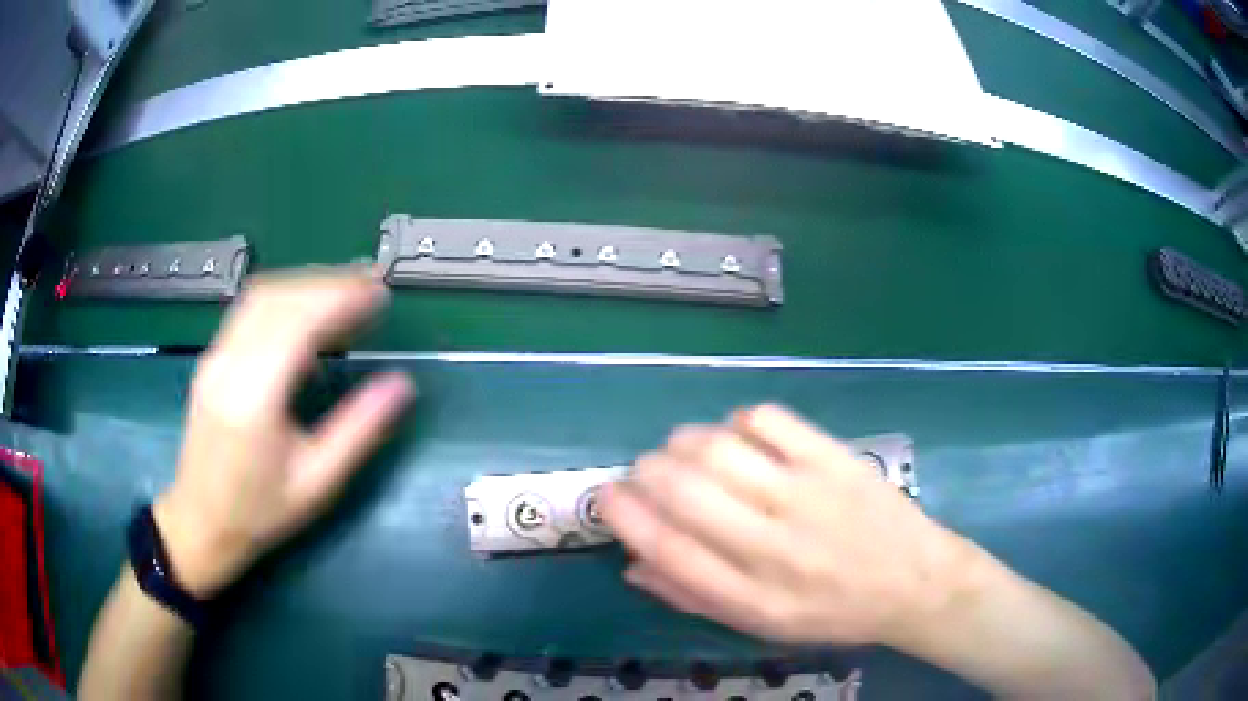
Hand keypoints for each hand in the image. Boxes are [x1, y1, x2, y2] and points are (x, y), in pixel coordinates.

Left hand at [153, 268, 415, 597]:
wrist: (201, 522)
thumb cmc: (261, 512)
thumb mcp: (318, 483)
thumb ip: (359, 430)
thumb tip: (402, 385)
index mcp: (254, 398)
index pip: (297, 322)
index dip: (341, 298)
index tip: (379, 293)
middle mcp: (228, 365)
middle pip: (279, 297)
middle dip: (329, 283)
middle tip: (371, 284)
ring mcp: (215, 357)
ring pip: (262, 296)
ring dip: (306, 283)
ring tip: (347, 290)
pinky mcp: (211, 358)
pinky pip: (249, 310)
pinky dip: (285, 297)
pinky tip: (307, 310)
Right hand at [601, 405, 976, 647]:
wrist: (914, 582)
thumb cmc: (832, 612)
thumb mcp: (761, 626)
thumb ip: (694, 597)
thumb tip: (633, 562)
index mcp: (752, 597)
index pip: (668, 550)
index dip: (624, 516)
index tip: (609, 497)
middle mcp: (775, 546)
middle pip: (684, 491)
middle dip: (646, 472)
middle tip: (648, 473)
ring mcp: (808, 494)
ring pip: (719, 448)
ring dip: (684, 442)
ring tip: (686, 451)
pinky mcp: (834, 458)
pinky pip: (768, 420)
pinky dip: (738, 422)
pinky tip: (741, 437)